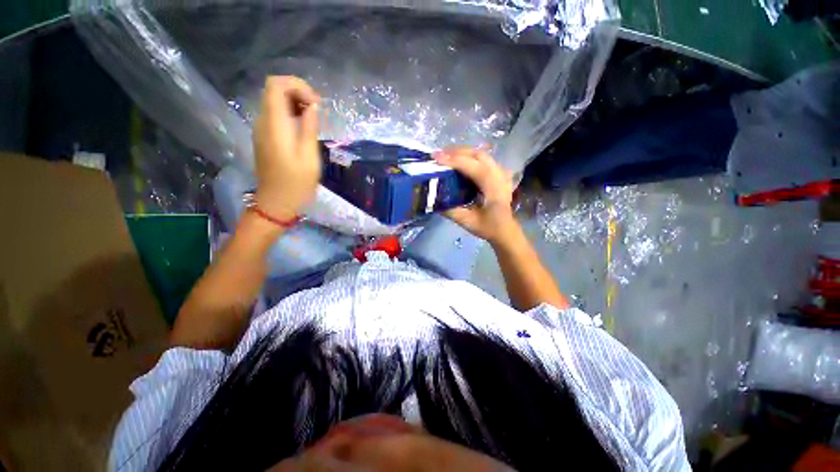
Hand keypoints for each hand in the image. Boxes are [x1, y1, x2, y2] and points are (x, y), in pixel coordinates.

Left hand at [253, 76, 321, 221]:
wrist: (277, 203)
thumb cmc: (296, 183)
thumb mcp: (309, 157)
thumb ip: (310, 128)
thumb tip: (312, 106)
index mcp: (274, 124)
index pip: (276, 84)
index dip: (297, 85)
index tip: (315, 103)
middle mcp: (263, 122)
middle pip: (274, 90)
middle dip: (298, 93)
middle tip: (318, 112)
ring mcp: (262, 130)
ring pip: (275, 102)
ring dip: (296, 104)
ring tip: (314, 120)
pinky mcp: (265, 138)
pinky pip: (276, 115)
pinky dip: (291, 114)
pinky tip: (304, 128)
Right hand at [434, 147, 515, 243]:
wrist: (505, 230)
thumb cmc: (488, 227)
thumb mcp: (468, 222)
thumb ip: (451, 211)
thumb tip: (434, 201)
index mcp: (494, 188)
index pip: (474, 167)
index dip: (454, 161)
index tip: (436, 157)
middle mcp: (499, 176)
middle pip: (478, 155)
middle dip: (457, 152)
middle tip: (439, 155)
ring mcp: (501, 173)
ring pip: (481, 155)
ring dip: (463, 153)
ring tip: (446, 156)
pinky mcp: (498, 174)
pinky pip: (483, 160)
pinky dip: (469, 158)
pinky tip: (460, 162)